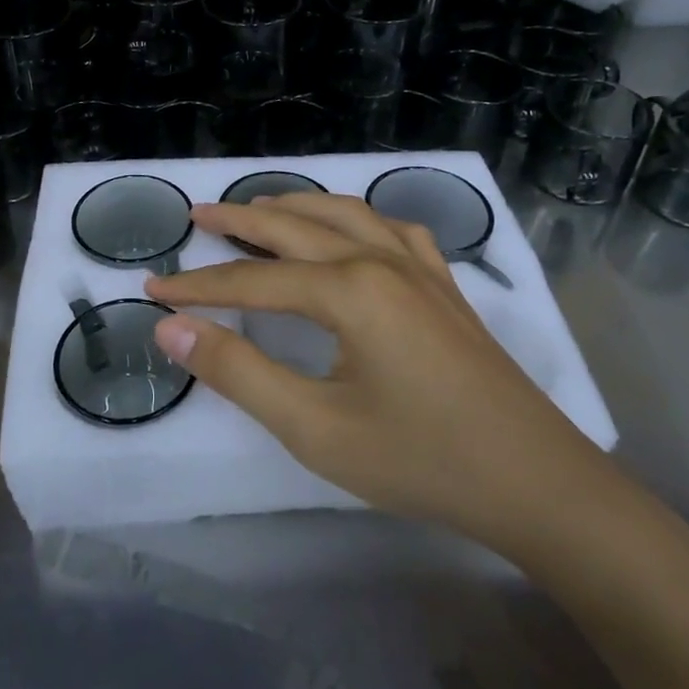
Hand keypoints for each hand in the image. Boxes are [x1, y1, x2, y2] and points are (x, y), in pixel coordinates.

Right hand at [146, 194, 626, 566]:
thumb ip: (238, 373)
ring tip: (257, 209)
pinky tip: (349, 231)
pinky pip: (390, 228)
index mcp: (349, 290)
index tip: (153, 289)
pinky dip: (354, 218)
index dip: (198, 288)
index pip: (252, 280)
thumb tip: (172, 329)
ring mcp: (419, 266)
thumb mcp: (314, 428)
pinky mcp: (443, 283)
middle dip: (239, 220)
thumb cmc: (420, 460)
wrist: (536, 482)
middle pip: (294, 226)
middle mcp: (380, 259)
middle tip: (196, 215)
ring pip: (343, 213)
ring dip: (295, 206)